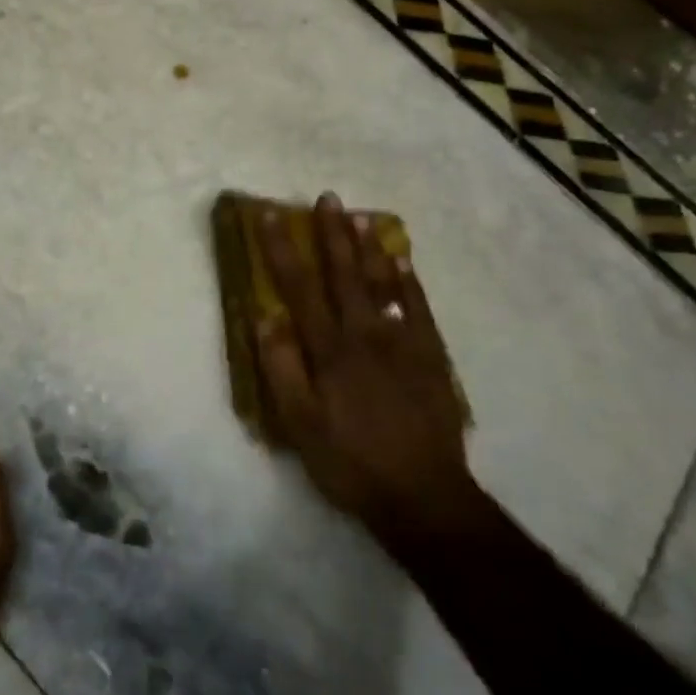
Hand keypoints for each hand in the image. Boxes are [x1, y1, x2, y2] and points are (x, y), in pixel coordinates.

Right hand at [257, 194, 480, 548]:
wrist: (424, 496)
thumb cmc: (350, 461)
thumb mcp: (299, 424)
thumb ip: (280, 368)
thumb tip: (264, 316)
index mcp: (329, 349)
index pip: (299, 287)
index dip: (282, 249)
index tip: (270, 216)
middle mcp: (364, 334)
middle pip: (344, 274)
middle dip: (332, 234)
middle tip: (328, 198)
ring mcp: (402, 342)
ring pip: (383, 283)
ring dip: (370, 247)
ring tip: (362, 216)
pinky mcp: (430, 357)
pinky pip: (418, 309)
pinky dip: (409, 281)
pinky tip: (403, 261)